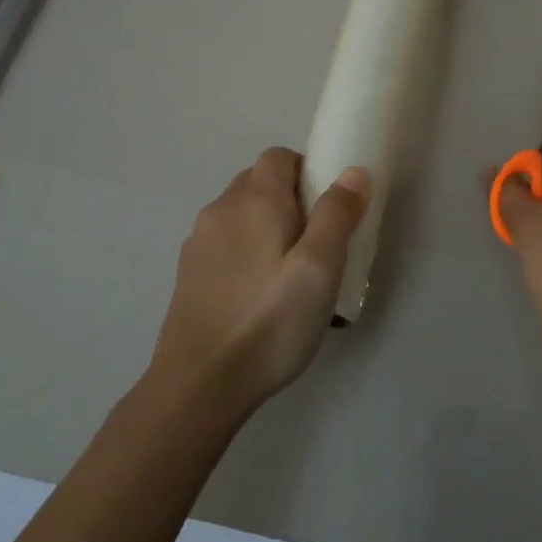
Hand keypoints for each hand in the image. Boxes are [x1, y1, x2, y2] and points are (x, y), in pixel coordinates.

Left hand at [148, 148, 368, 416]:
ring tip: (289, 273)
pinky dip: (245, 251)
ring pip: (240, 213)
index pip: (280, 156)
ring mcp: (199, 242)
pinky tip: (258, 294)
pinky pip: (225, 242)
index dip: (308, 171)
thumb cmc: (270, 321)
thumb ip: (337, 214)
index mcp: (254, 200)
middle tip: (316, 242)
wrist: (200, 385)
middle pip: (259, 181)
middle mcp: (221, 209)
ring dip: (266, 225)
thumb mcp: (320, 268)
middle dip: (290, 198)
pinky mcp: (189, 273)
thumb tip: (353, 171)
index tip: (329, 209)